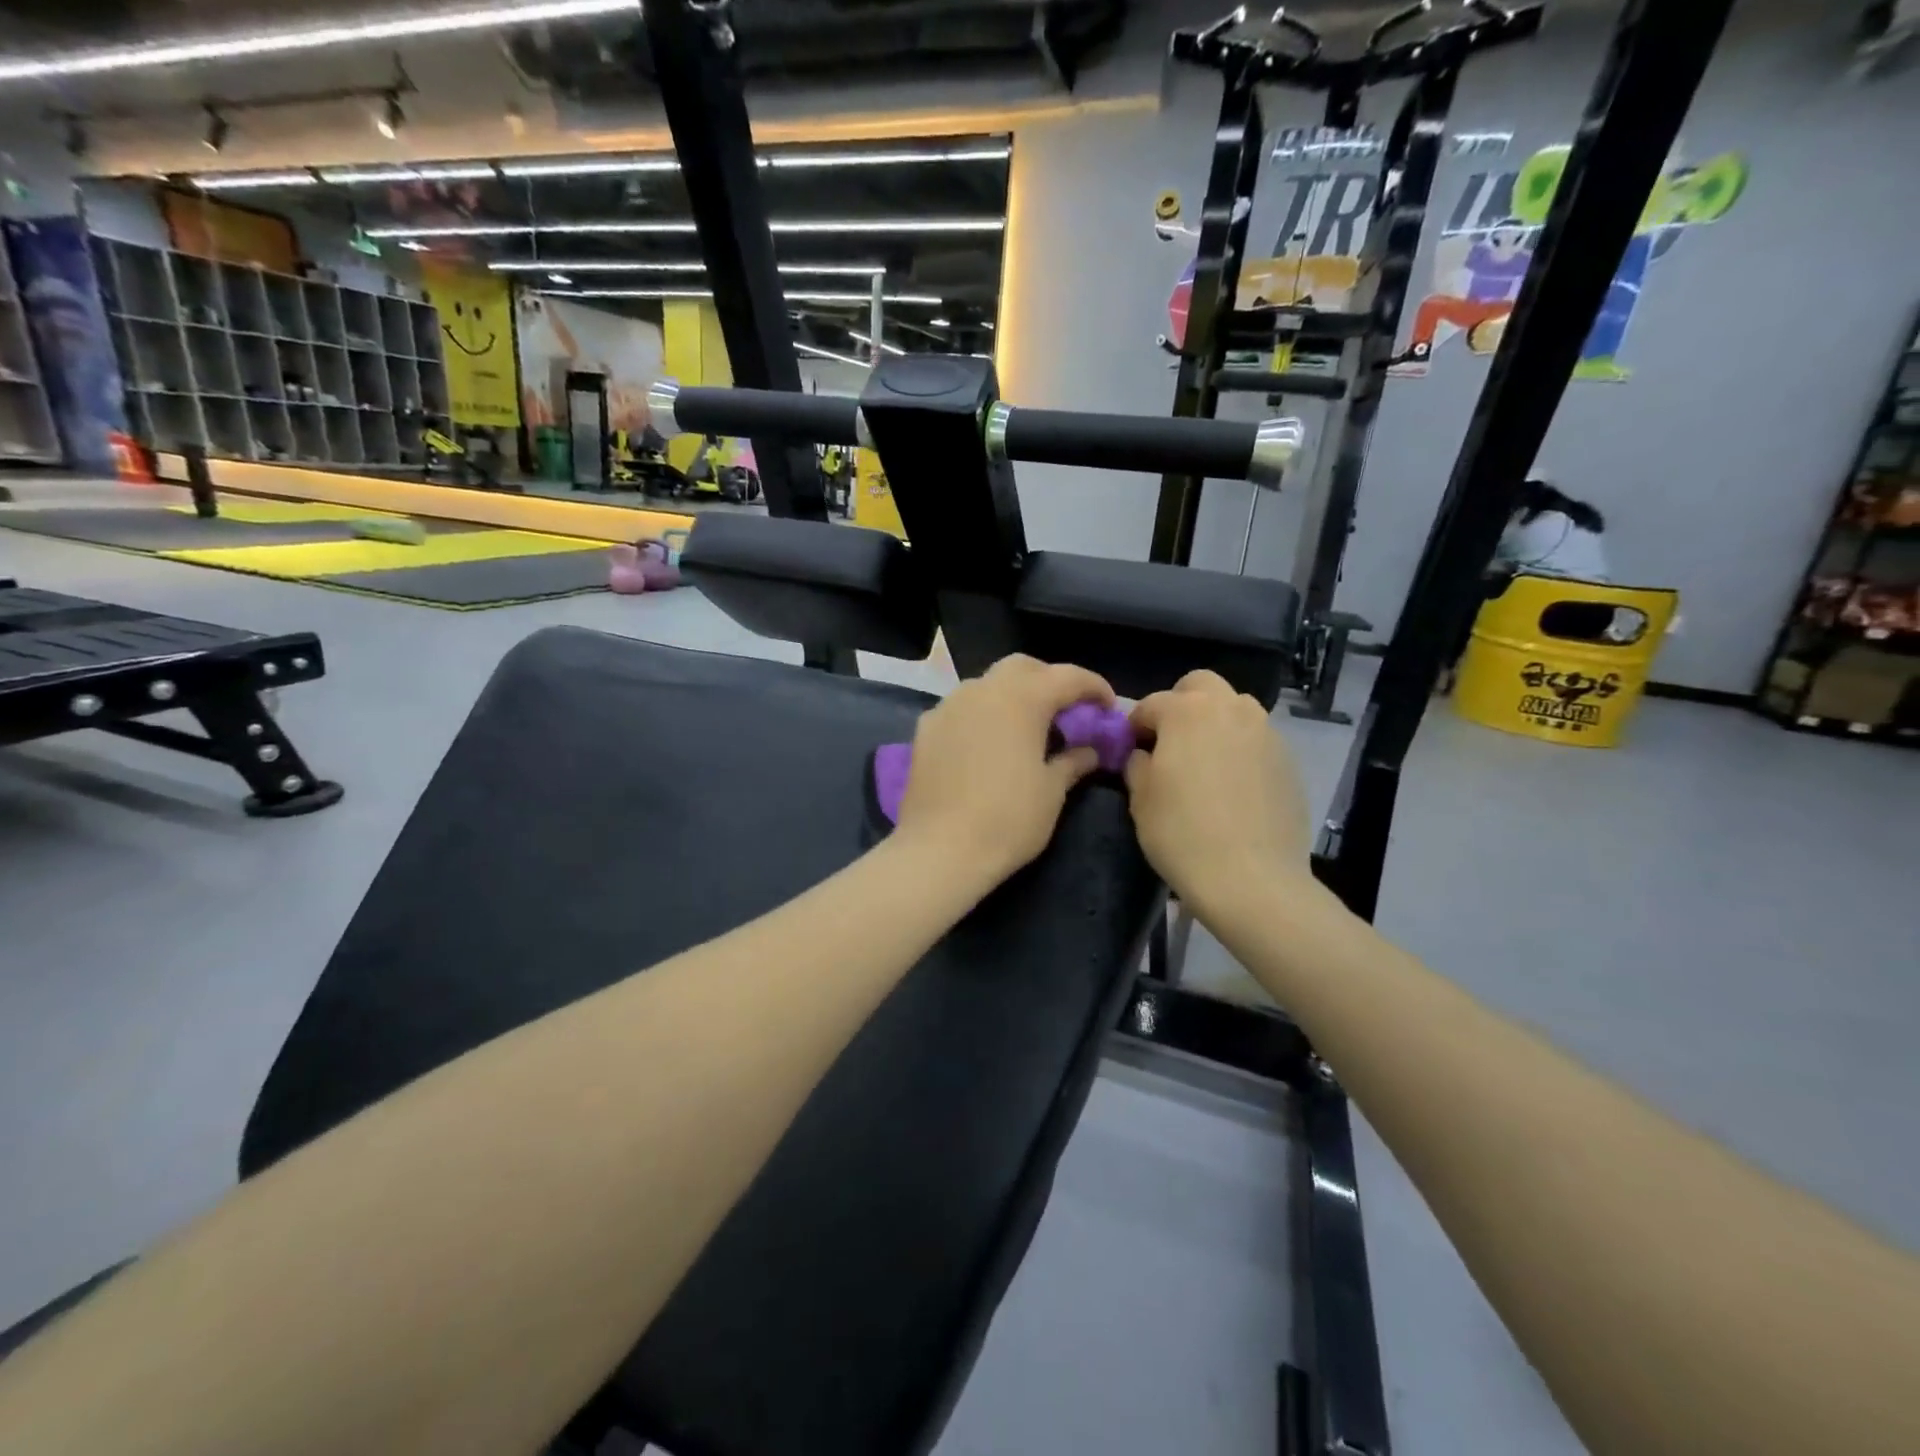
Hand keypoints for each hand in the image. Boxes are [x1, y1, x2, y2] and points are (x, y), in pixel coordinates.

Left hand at [895, 655, 1114, 886]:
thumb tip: (1088, 751)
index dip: (1093, 687)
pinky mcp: (926, 728)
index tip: (1109, 706)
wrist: (940, 850)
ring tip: (1026, 727)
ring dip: (1012, 696)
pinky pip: (961, 708)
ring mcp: (948, 706)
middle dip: (1049, 681)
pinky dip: (982, 714)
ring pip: (987, 684)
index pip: (1067, 677)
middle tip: (1066, 710)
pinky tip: (988, 743)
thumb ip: (1073, 761)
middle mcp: (982, 690)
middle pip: (1022, 668)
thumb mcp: (1052, 792)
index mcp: (1021, 699)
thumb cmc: (1008, 820)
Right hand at [1125, 671, 1312, 916]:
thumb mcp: (1140, 798)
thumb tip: (1143, 754)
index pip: (1150, 704)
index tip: (1129, 751)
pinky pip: (1256, 741)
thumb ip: (1137, 763)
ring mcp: (1266, 732)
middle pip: (1200, 686)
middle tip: (1169, 743)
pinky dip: (1239, 750)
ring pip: (1234, 709)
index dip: (1134, 726)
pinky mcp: (1288, 760)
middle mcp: (1230, 708)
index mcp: (1187, 711)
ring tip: (1203, 763)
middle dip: (1180, 705)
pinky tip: (1232, 787)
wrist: (1251, 878)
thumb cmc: (1182, 833)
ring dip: (1214, 723)